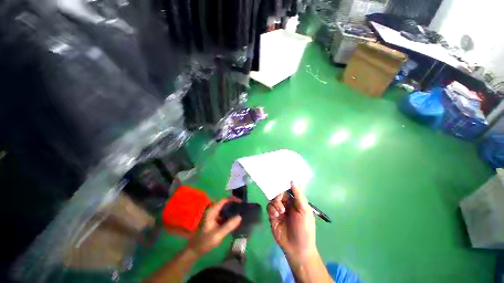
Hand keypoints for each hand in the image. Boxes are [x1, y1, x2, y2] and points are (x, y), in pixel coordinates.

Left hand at [187, 197, 241, 256]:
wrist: (194, 251)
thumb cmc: (204, 242)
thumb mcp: (217, 235)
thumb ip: (228, 226)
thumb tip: (240, 216)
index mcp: (212, 212)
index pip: (224, 200)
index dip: (233, 199)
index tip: (241, 202)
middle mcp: (213, 211)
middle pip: (225, 204)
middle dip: (234, 204)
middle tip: (243, 208)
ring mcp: (213, 216)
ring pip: (225, 210)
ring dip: (232, 210)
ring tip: (241, 212)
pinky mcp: (215, 221)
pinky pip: (224, 215)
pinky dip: (230, 216)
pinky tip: (235, 220)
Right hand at [268, 182, 316, 261]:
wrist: (297, 249)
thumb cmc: (304, 229)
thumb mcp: (304, 211)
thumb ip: (298, 195)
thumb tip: (293, 180)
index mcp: (295, 201)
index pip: (288, 189)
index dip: (284, 184)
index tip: (279, 179)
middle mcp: (287, 203)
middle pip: (279, 192)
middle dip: (278, 195)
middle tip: (279, 199)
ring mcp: (279, 209)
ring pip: (273, 199)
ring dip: (276, 203)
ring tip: (280, 212)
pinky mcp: (272, 216)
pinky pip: (269, 207)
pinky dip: (272, 210)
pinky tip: (276, 216)